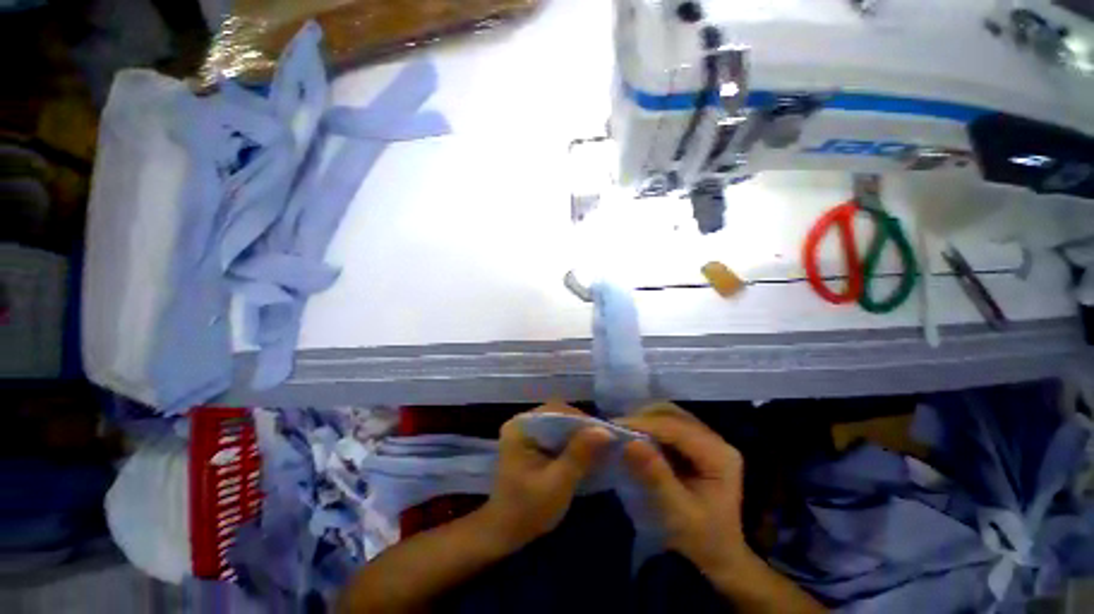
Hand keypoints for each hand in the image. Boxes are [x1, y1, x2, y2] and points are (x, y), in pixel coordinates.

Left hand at [480, 403, 612, 550]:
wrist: (504, 533)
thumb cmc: (528, 510)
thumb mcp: (558, 483)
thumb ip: (580, 454)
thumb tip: (605, 430)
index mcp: (521, 426)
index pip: (556, 411)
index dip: (581, 420)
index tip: (603, 433)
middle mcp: (522, 422)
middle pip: (558, 414)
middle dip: (580, 427)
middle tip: (603, 440)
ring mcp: (525, 431)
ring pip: (558, 423)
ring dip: (577, 434)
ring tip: (598, 445)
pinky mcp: (531, 441)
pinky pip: (554, 433)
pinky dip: (570, 441)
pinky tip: (583, 452)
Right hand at [616, 403, 750, 577]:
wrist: (719, 555)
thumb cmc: (701, 538)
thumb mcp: (678, 513)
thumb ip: (655, 476)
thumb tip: (630, 442)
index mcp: (719, 456)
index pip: (677, 428)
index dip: (645, 424)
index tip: (615, 426)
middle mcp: (716, 440)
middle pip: (674, 415)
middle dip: (643, 418)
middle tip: (617, 428)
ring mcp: (706, 439)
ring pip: (670, 415)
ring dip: (645, 419)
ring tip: (623, 430)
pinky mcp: (695, 443)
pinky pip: (668, 424)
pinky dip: (649, 426)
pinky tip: (636, 436)